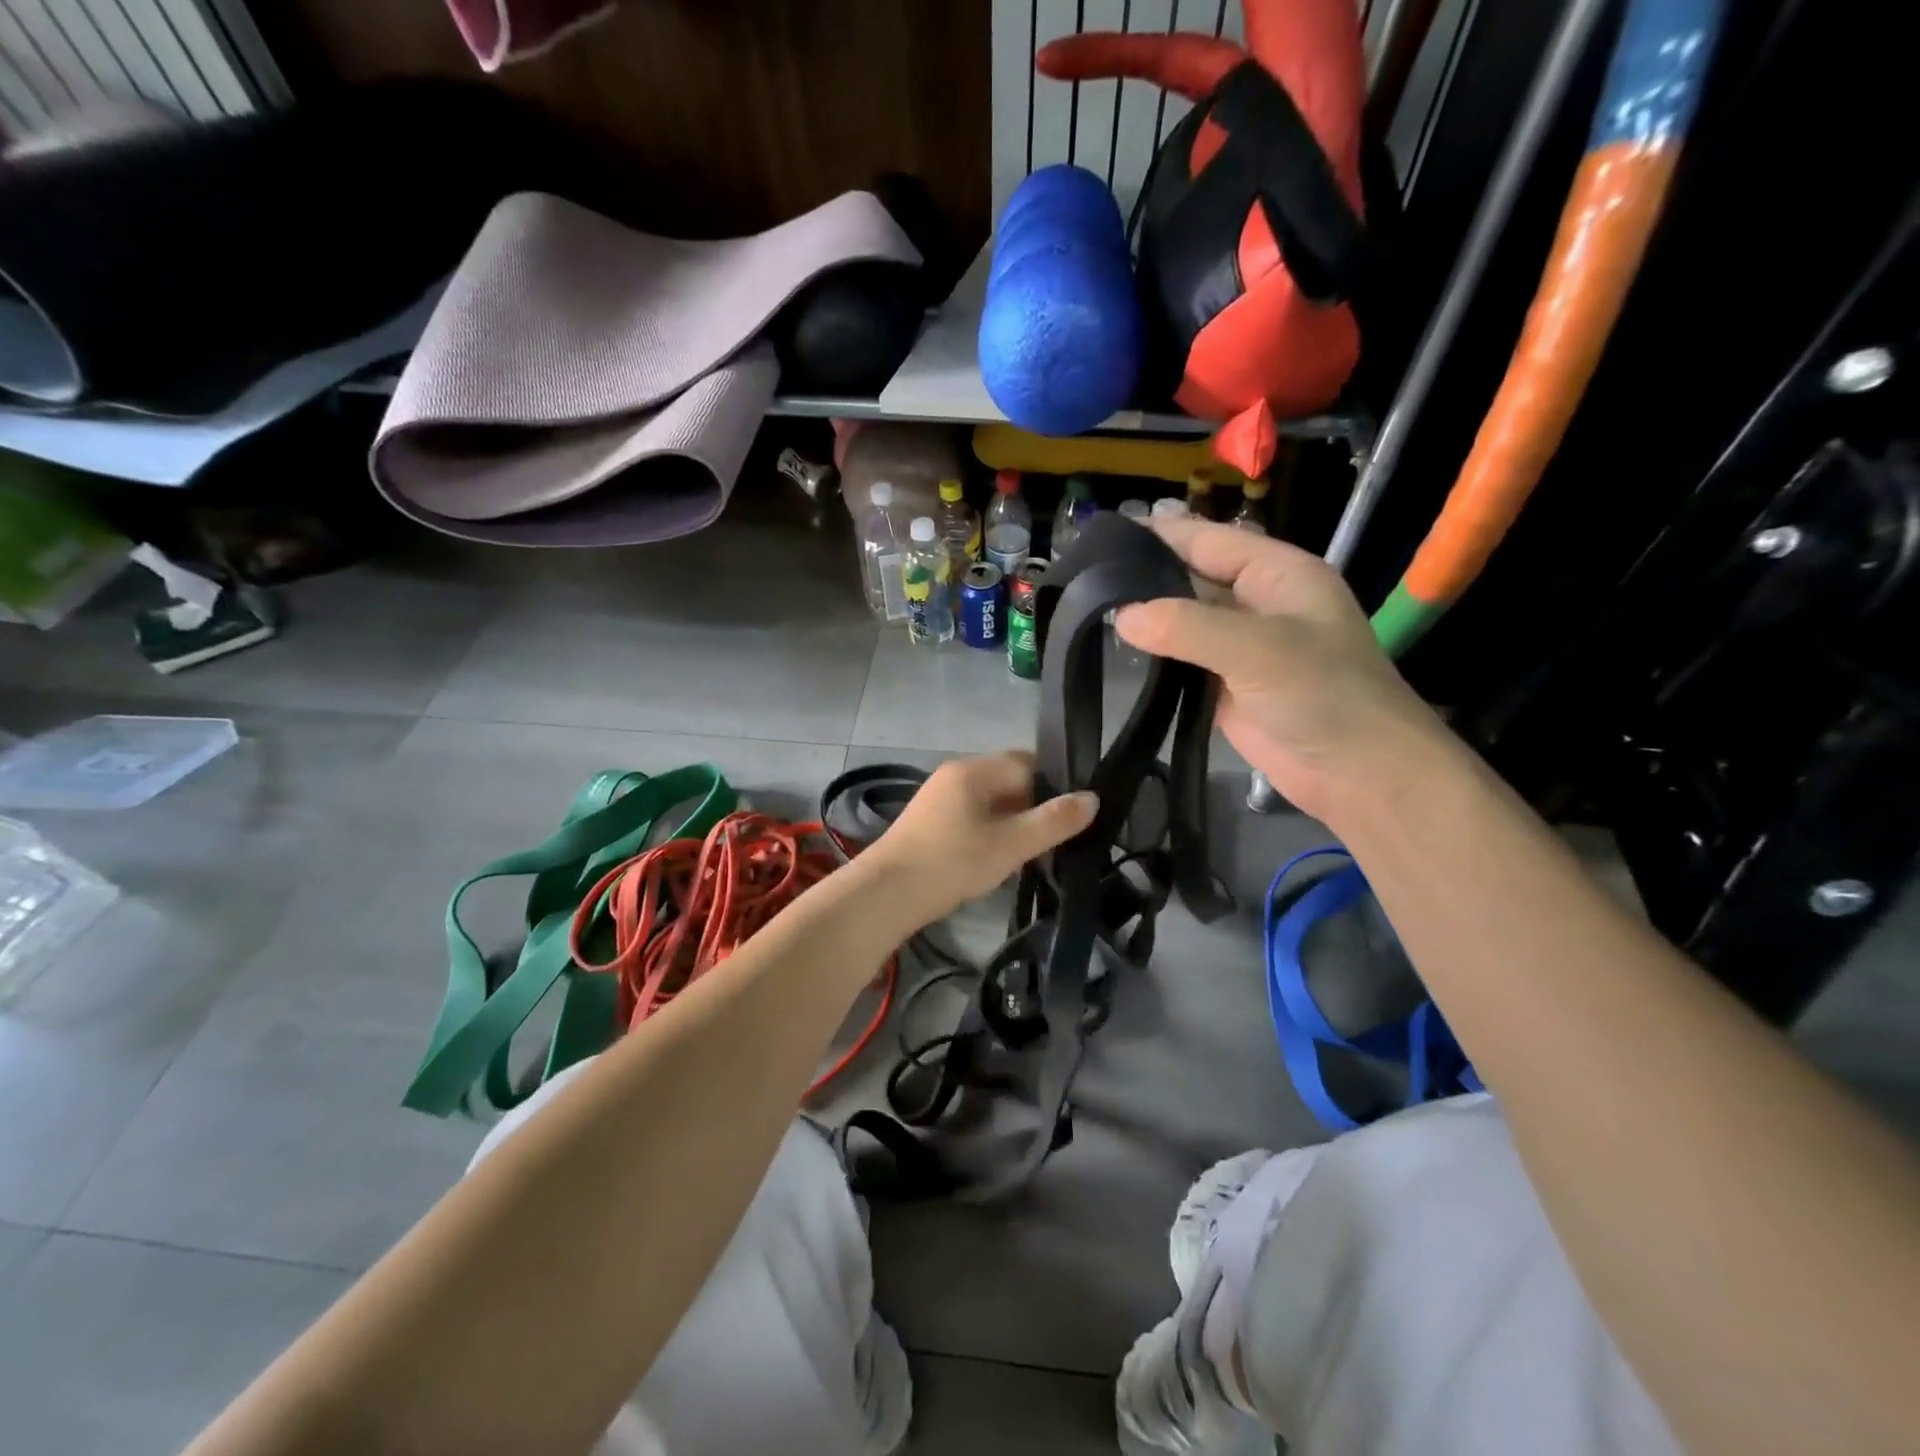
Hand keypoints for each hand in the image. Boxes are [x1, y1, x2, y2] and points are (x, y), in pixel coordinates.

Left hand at [859, 752, 1097, 929]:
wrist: (885, 895)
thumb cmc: (951, 863)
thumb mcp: (1010, 844)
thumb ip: (1052, 822)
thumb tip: (1092, 798)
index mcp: (973, 770)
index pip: (1027, 762)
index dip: (1056, 784)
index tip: (1077, 813)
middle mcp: (955, 776)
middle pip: (1009, 781)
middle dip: (1036, 806)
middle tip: (1061, 837)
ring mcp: (939, 800)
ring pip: (991, 803)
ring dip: (1014, 823)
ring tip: (1037, 852)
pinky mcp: (930, 825)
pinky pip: (973, 819)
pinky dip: (993, 834)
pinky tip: (1002, 860)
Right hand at [1114, 518, 1452, 824]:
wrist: (1360, 775)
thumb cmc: (1323, 696)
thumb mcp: (1257, 649)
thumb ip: (1186, 626)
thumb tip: (1120, 616)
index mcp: (1277, 573)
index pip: (1208, 539)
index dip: (1158, 534)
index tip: (1102, 536)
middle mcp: (1258, 602)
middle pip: (1192, 577)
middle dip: (1144, 576)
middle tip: (1083, 578)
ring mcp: (1241, 646)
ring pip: (1183, 620)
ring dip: (1146, 616)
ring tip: (1088, 608)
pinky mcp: (1226, 685)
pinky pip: (1183, 660)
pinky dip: (1154, 655)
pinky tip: (1117, 650)